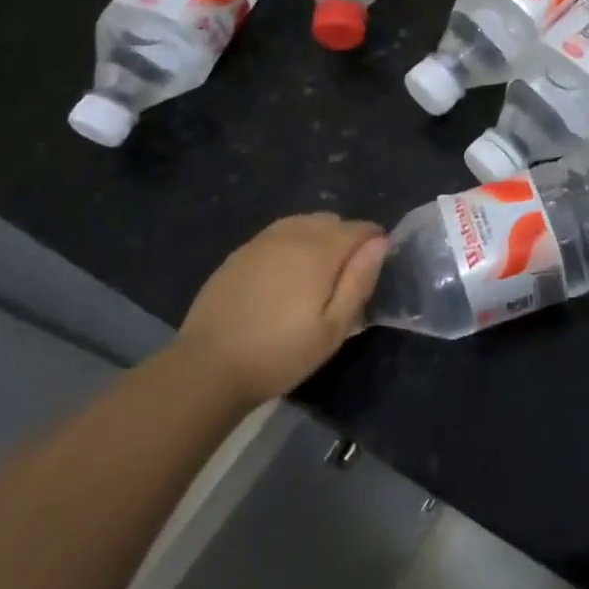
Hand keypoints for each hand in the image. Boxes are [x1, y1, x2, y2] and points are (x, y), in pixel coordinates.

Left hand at [179, 214, 387, 404]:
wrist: (208, 367)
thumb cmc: (281, 353)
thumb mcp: (333, 328)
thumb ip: (359, 280)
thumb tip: (379, 243)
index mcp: (320, 250)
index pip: (360, 229)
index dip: (374, 245)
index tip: (370, 272)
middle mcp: (292, 234)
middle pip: (331, 221)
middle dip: (345, 240)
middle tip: (342, 280)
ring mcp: (261, 241)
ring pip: (303, 223)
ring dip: (317, 239)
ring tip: (313, 277)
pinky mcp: (239, 253)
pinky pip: (277, 235)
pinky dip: (290, 245)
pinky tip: (282, 278)